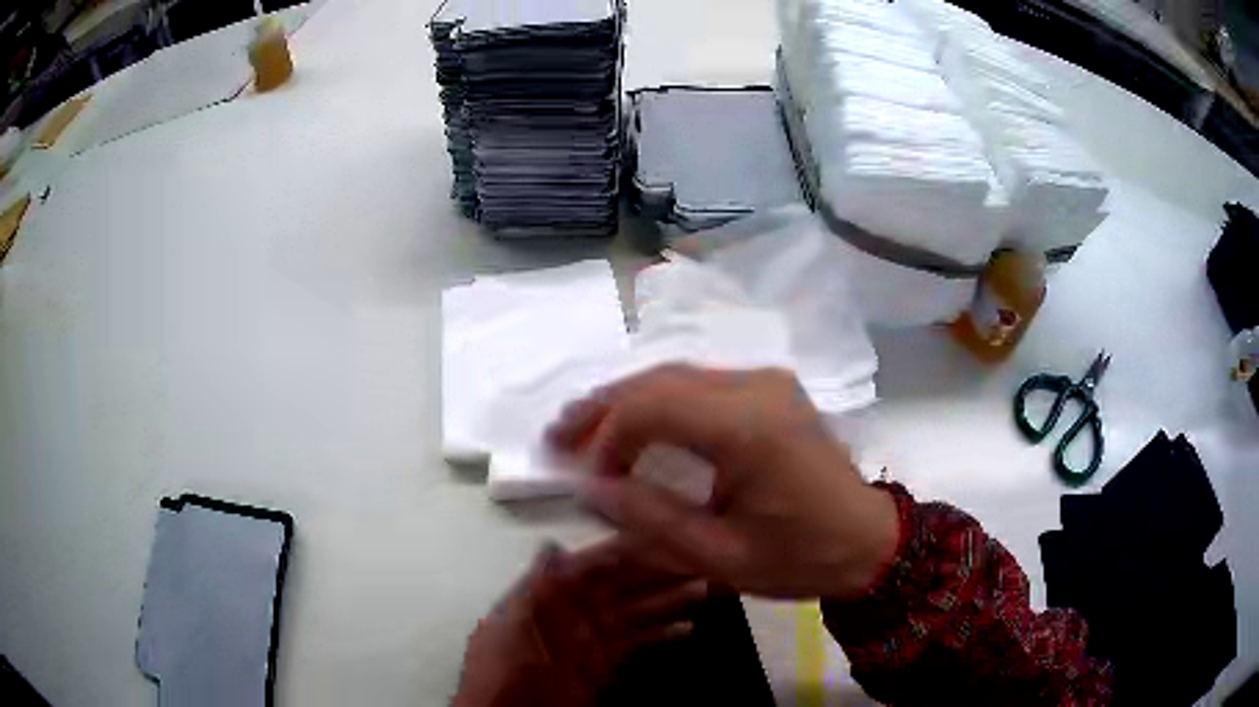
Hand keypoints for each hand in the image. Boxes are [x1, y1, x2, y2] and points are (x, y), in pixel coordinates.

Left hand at [453, 538, 705, 706]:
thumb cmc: (503, 665)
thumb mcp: (511, 621)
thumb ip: (535, 584)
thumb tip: (552, 545)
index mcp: (549, 594)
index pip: (594, 564)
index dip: (628, 549)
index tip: (663, 533)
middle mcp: (574, 611)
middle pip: (624, 585)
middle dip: (659, 571)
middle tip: (699, 557)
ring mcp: (592, 638)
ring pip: (638, 611)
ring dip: (670, 599)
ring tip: (706, 587)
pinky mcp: (604, 664)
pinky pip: (639, 643)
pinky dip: (663, 635)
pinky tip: (687, 628)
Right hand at [547, 365, 898, 599]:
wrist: (867, 541)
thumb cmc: (800, 557)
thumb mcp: (719, 556)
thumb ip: (648, 519)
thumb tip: (588, 488)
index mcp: (748, 428)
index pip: (651, 408)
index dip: (607, 439)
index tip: (588, 480)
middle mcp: (756, 387)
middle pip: (658, 380)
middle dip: (602, 408)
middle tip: (557, 437)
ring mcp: (766, 381)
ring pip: (675, 375)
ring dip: (626, 401)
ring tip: (582, 430)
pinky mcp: (769, 389)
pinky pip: (699, 384)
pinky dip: (658, 403)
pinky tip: (635, 426)